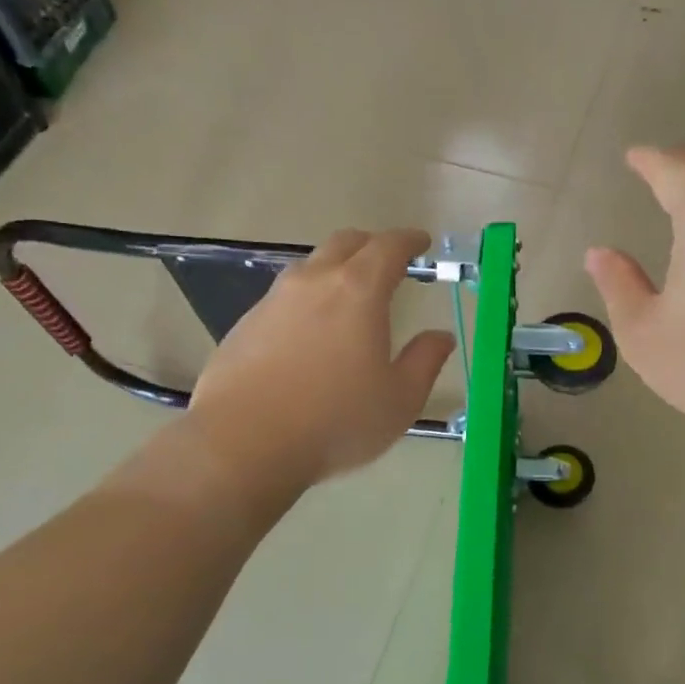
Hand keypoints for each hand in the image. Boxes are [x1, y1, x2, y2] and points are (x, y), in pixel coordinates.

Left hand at [165, 229, 453, 499]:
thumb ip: (424, 361)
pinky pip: (284, 297)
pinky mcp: (246, 324)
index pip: (388, 247)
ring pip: (310, 266)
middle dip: (372, 245)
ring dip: (335, 269)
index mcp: (358, 291)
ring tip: (348, 296)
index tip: (421, 243)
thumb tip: (440, 336)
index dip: (408, 240)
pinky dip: (307, 300)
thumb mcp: (399, 400)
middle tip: (388, 262)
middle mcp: (314, 282)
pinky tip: (309, 333)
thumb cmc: (336, 421)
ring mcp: (274, 300)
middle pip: (345, 243)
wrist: (244, 443)